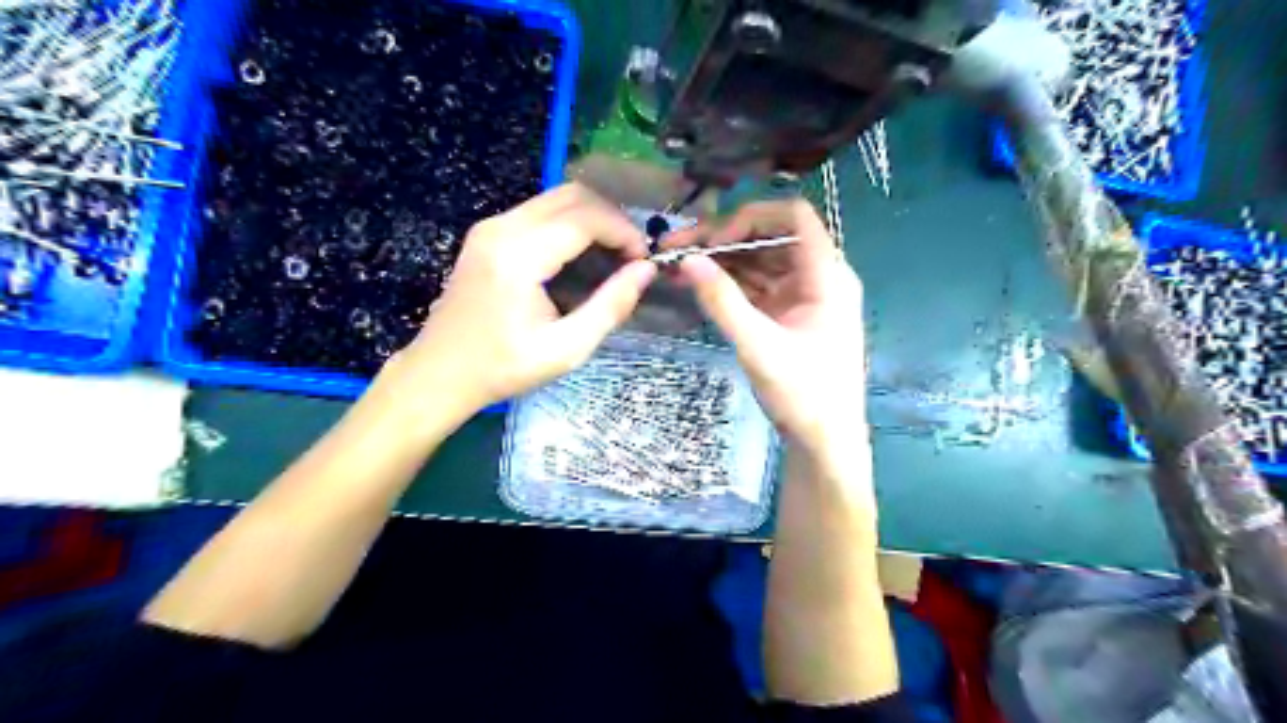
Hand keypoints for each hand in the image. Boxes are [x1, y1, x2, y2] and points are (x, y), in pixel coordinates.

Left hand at [388, 185, 654, 413]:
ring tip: (612, 255)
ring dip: (592, 218)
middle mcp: (501, 228)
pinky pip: (539, 211)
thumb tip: (646, 271)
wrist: (440, 372)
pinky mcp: (487, 233)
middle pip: (572, 195)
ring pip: (556, 198)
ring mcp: (490, 226)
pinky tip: (581, 255)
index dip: (623, 231)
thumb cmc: (504, 367)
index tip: (644, 258)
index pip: (584, 218)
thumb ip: (610, 306)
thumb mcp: (567, 349)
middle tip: (631, 254)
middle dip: (611, 218)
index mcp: (519, 257)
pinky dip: (570, 223)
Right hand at [670, 200, 868, 453]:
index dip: (751, 217)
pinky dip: (730, 282)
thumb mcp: (759, 347)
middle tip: (676, 247)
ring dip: (722, 260)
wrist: (825, 442)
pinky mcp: (789, 314)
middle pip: (770, 237)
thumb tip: (687, 260)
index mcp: (827, 275)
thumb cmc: (804, 395)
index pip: (793, 217)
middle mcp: (818, 276)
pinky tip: (698, 283)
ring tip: (678, 264)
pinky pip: (758, 285)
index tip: (713, 239)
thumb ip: (723, 301)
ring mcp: (803, 295)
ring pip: (761, 260)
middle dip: (723, 238)